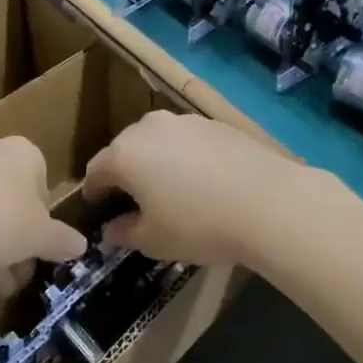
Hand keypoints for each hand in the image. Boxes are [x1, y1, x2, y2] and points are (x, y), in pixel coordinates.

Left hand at [0, 138, 87, 302]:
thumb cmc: (1, 222)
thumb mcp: (42, 237)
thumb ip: (62, 240)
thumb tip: (80, 246)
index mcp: (22, 152)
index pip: (40, 182)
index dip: (42, 220)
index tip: (37, 248)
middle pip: (8, 200)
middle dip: (13, 243)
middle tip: (14, 278)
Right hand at [84, 112, 315, 268]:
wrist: (267, 201)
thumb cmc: (198, 224)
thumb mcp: (154, 240)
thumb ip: (126, 232)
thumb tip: (112, 229)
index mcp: (125, 154)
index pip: (96, 170)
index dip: (94, 192)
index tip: (98, 208)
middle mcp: (149, 128)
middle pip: (125, 149)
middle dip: (124, 172)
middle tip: (132, 200)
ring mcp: (185, 121)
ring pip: (158, 140)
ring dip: (156, 161)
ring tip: (169, 189)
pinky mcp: (216, 123)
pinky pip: (188, 140)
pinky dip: (186, 157)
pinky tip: (202, 180)